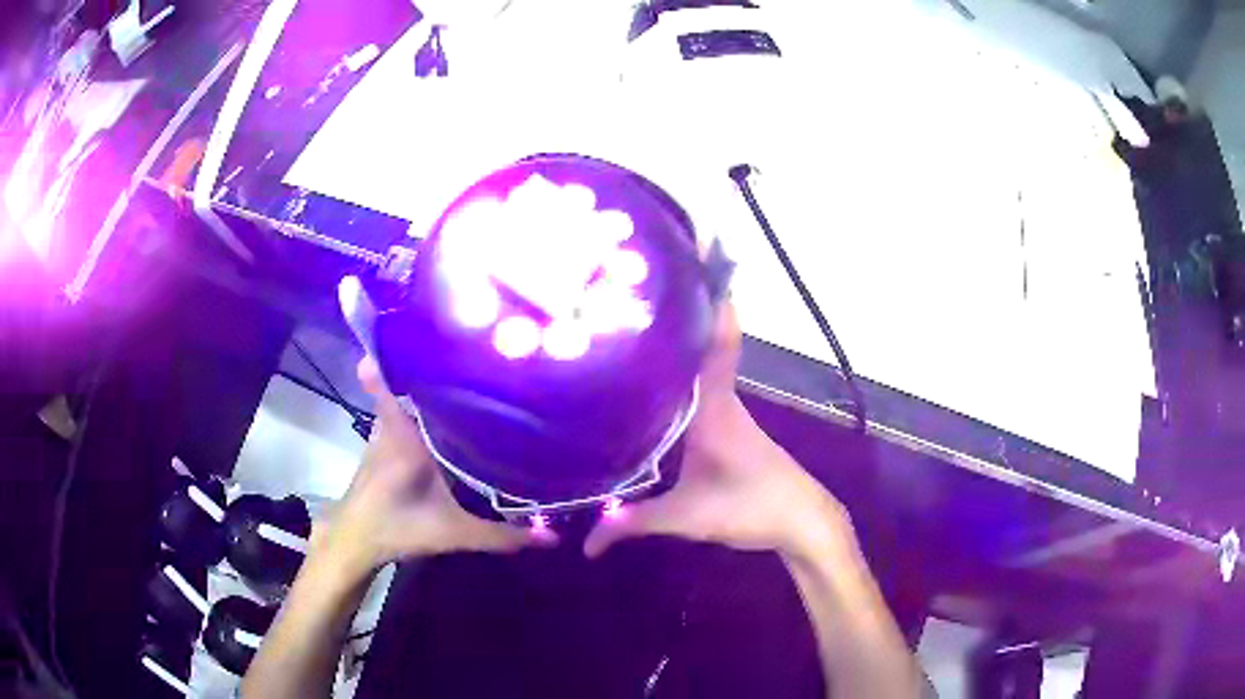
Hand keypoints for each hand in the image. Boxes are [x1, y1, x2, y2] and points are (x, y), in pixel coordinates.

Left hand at [313, 357, 552, 582]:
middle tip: (481, 352)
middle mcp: (392, 423)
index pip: (396, 377)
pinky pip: (402, 409)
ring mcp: (383, 429)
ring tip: (469, 372)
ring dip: (428, 382)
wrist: (355, 541)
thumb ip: (501, 535)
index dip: (409, 349)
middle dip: (439, 363)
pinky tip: (446, 411)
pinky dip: (419, 403)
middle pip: (411, 379)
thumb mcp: (452, 534)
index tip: (444, 329)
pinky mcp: (382, 440)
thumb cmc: (397, 529)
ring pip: (406, 393)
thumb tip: (553, 538)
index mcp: (406, 434)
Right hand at [584, 303, 855, 563]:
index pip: (714, 339)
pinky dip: (679, 371)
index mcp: (711, 406)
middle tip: (630, 285)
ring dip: (675, 339)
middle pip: (698, 341)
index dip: (708, 299)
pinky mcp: (726, 425)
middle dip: (672, 311)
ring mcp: (724, 409)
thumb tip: (584, 546)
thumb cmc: (751, 508)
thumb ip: (632, 525)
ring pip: (697, 364)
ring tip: (630, 319)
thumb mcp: (687, 518)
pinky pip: (698, 386)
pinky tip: (651, 376)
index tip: (688, 260)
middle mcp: (718, 397)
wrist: (801, 520)